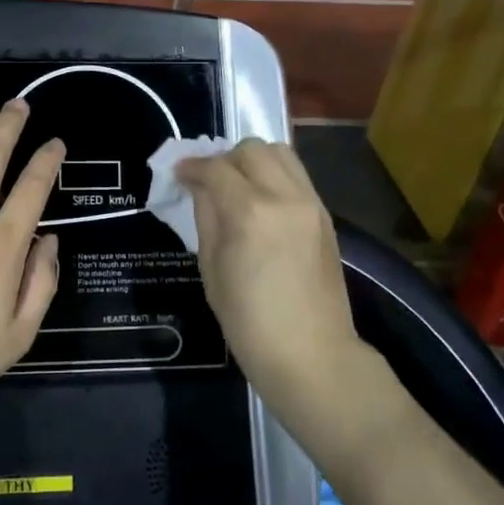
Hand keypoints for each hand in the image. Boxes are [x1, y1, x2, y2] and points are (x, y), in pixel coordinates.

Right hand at [176, 139, 359, 413]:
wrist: (312, 355)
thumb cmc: (249, 322)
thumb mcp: (212, 268)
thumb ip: (206, 217)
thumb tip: (201, 188)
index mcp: (250, 212)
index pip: (216, 168)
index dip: (192, 167)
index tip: (178, 174)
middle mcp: (285, 197)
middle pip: (252, 149)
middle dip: (224, 158)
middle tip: (209, 181)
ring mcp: (311, 204)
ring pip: (281, 153)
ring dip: (253, 161)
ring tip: (238, 185)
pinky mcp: (325, 216)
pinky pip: (297, 176)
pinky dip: (274, 176)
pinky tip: (261, 202)